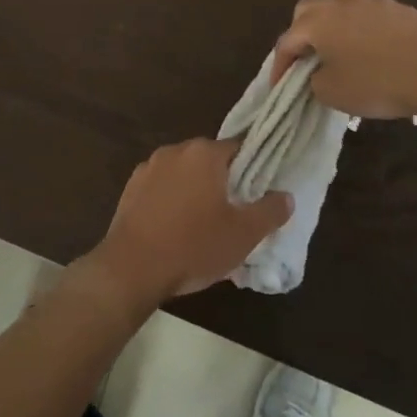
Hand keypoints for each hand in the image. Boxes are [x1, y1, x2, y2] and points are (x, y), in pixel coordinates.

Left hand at [92, 139, 292, 304]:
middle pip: (209, 159)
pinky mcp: (131, 187)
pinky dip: (172, 200)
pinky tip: (175, 227)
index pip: (239, 148)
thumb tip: (286, 196)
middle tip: (234, 212)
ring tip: (204, 223)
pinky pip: (161, 187)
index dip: (252, 169)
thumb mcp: (243, 235)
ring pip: (183, 173)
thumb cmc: (194, 246)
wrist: (132, 267)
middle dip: (223, 181)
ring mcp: (149, 167)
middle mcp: (175, 150)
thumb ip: (270, 212)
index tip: (258, 192)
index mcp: (204, 153)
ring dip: (195, 190)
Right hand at [271, 0, 416, 119]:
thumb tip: (319, 74)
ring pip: (340, 9)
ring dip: (334, 28)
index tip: (280, 87)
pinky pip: (370, 16)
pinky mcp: (398, 8)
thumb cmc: (375, 82)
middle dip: (301, 34)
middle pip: (308, 11)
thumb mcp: (332, 93)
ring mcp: (371, 2)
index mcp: (317, 22)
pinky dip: (363, 31)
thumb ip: (314, 81)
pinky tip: (376, 52)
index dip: (280, 66)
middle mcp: (339, 4)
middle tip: (306, 59)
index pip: (287, 42)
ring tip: (342, 54)